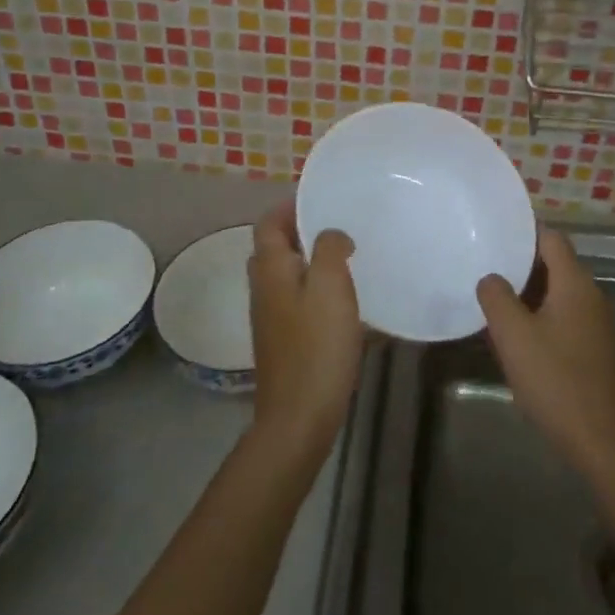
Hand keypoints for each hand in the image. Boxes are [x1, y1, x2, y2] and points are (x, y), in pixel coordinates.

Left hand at [247, 201, 363, 459]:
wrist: (299, 416)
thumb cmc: (317, 345)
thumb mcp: (330, 285)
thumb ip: (330, 248)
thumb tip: (332, 234)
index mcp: (270, 268)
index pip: (269, 222)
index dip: (291, 206)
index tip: (322, 198)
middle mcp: (264, 288)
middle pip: (277, 247)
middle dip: (304, 232)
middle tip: (341, 226)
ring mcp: (272, 316)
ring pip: (290, 275)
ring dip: (314, 262)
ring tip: (351, 258)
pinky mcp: (286, 340)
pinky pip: (300, 301)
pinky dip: (320, 291)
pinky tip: (350, 302)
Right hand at [477, 229, 614, 481]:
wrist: (600, 440)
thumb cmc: (555, 380)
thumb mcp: (513, 335)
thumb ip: (496, 297)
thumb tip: (490, 277)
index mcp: (574, 283)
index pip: (551, 238)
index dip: (523, 233)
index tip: (493, 235)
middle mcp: (590, 295)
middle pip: (554, 264)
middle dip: (520, 263)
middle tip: (485, 266)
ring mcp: (595, 323)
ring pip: (557, 292)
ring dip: (528, 292)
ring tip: (493, 299)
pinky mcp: (594, 348)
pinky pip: (563, 316)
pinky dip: (540, 315)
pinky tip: (516, 335)